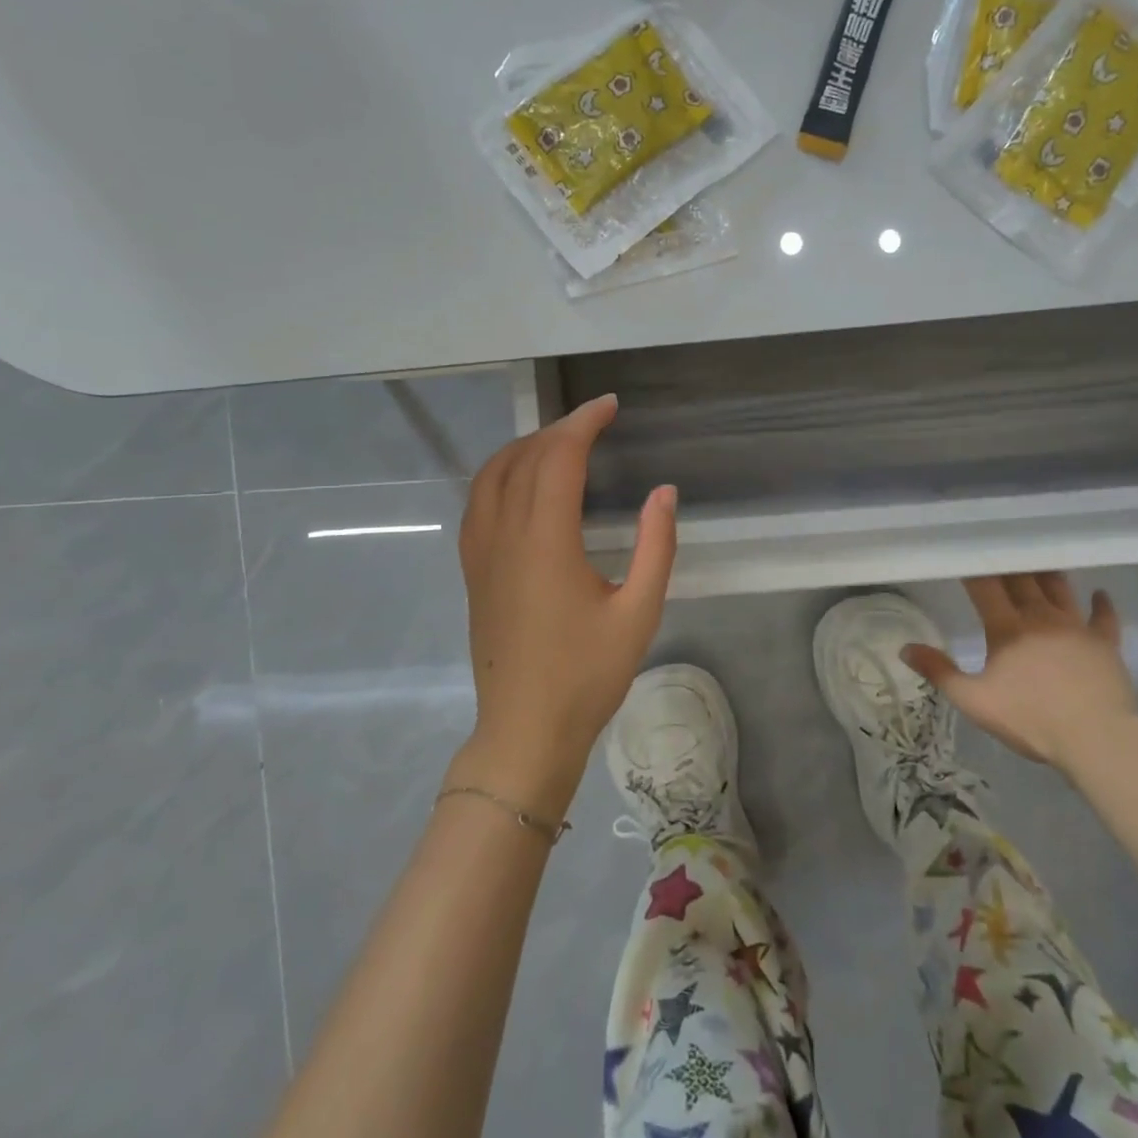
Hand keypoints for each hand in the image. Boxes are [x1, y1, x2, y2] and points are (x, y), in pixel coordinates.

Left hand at [450, 394, 677, 819]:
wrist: (524, 731)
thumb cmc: (587, 676)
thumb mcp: (639, 612)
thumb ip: (656, 547)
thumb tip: (665, 492)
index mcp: (545, 541)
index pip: (558, 458)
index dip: (584, 423)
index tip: (609, 406)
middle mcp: (504, 536)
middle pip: (523, 458)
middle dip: (559, 429)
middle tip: (595, 421)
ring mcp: (481, 553)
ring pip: (491, 475)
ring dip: (524, 446)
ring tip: (559, 442)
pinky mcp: (473, 571)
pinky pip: (478, 502)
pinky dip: (500, 474)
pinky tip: (521, 483)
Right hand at [901, 572, 1135, 770]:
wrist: (1096, 739)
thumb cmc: (1030, 719)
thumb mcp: (974, 700)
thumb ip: (939, 672)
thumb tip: (905, 648)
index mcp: (1007, 627)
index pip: (985, 586)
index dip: (972, 569)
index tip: (962, 554)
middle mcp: (1040, 617)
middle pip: (1022, 580)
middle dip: (1008, 565)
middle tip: (999, 551)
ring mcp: (1076, 628)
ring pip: (1059, 589)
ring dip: (1047, 575)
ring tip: (1039, 562)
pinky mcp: (1105, 644)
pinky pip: (1104, 617)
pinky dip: (1101, 603)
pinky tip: (1100, 593)